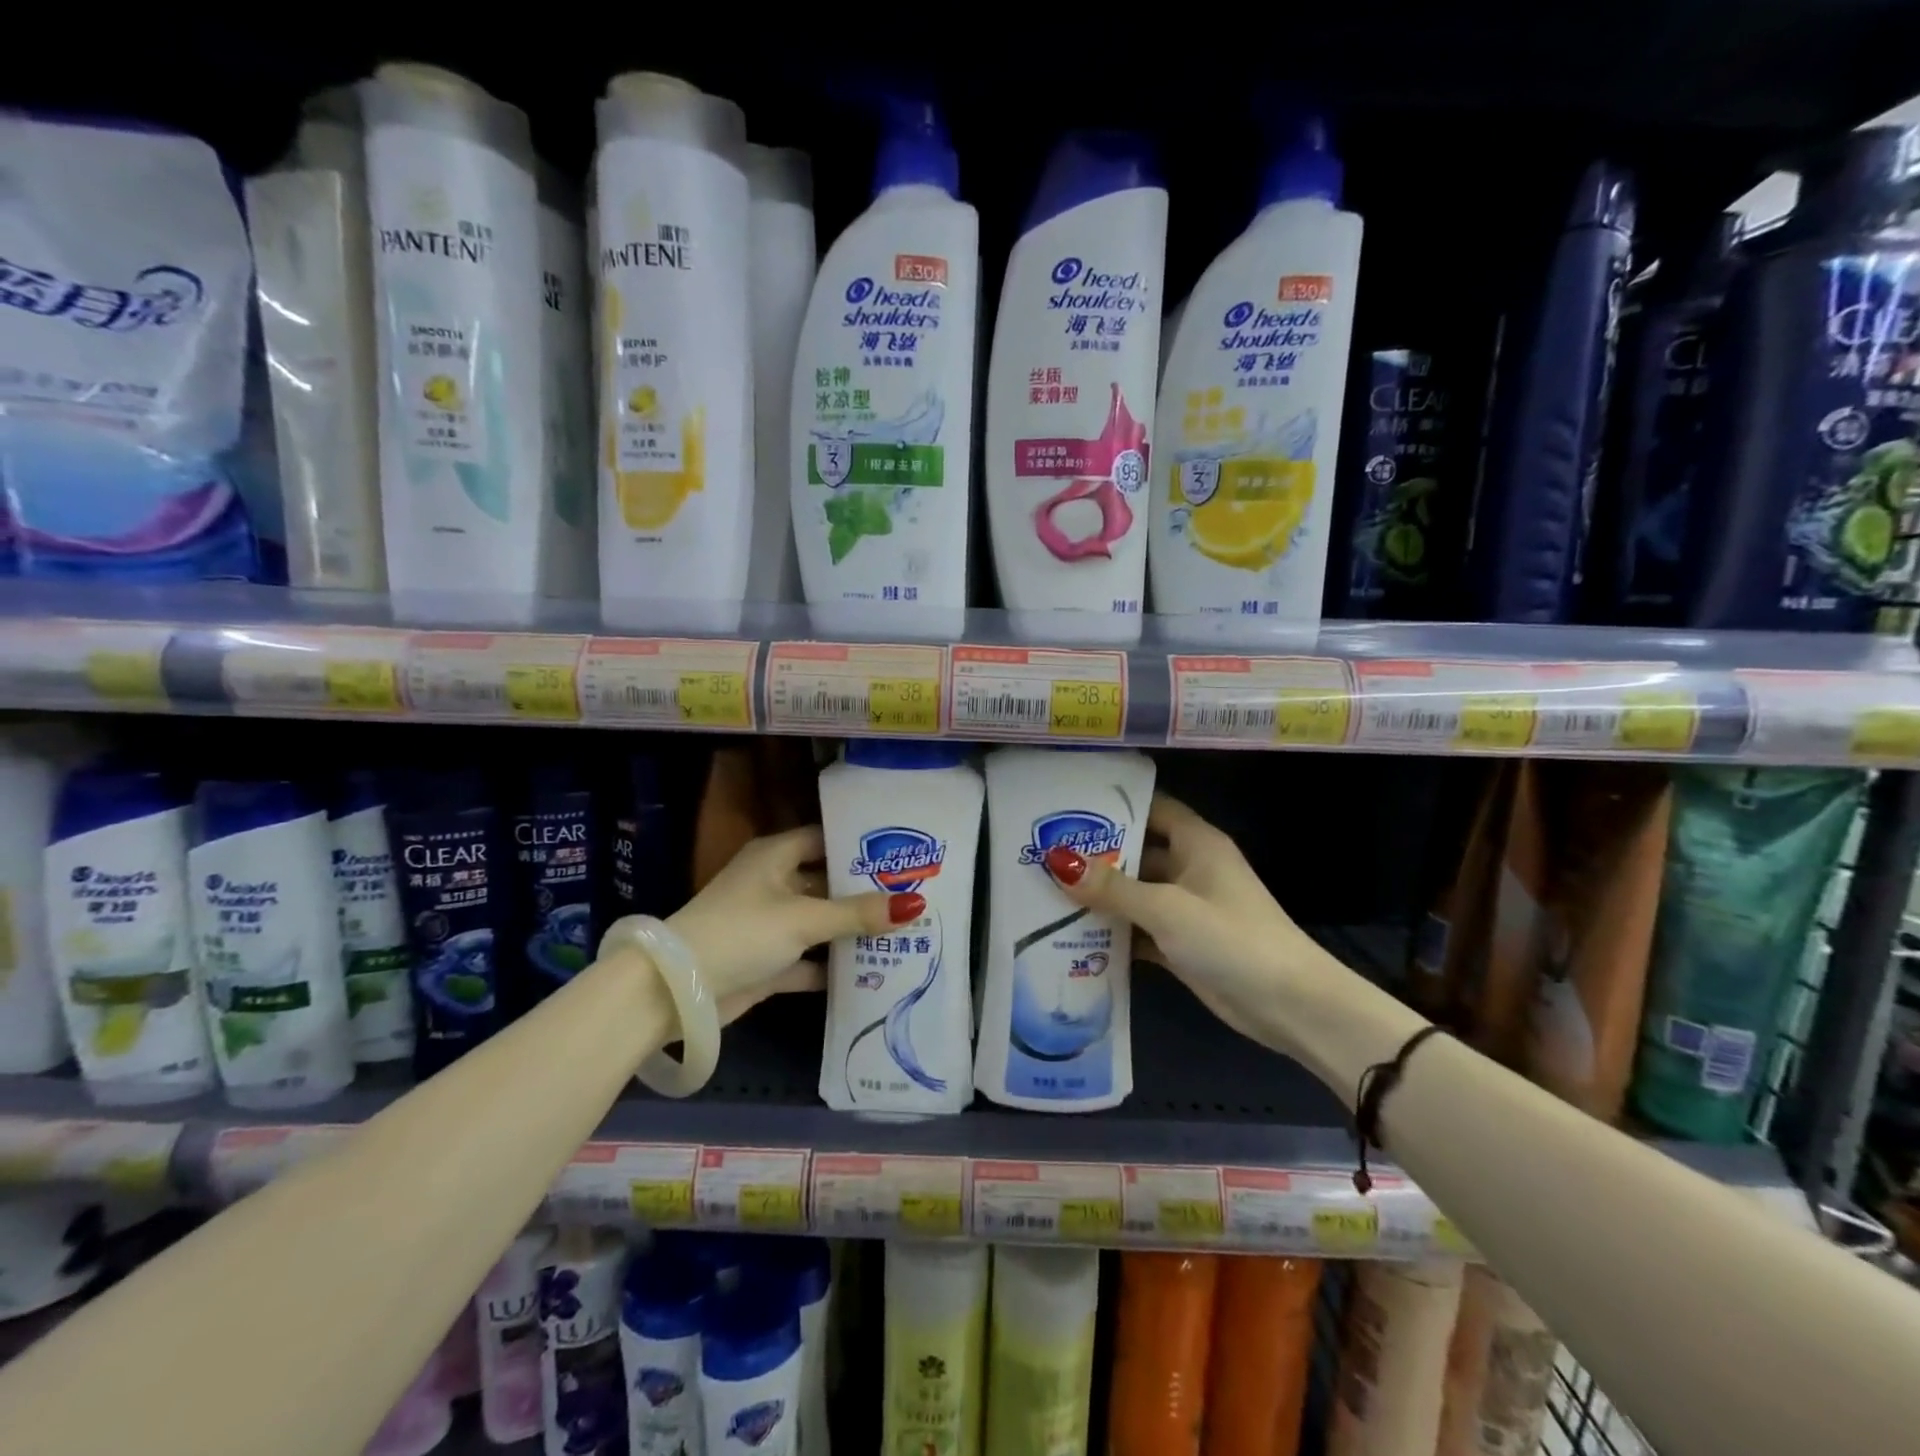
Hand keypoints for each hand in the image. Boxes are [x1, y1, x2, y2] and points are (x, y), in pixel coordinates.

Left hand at [666, 825, 921, 1023]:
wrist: (678, 990)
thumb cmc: (742, 932)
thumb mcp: (804, 918)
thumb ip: (858, 913)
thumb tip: (915, 904)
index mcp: (775, 856)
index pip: (824, 838)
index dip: (859, 844)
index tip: (901, 851)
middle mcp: (772, 884)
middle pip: (826, 881)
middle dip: (864, 891)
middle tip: (914, 892)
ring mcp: (768, 924)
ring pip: (819, 921)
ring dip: (851, 930)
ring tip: (904, 931)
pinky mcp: (766, 961)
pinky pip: (808, 958)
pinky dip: (832, 966)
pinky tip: (872, 971)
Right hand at [1042, 794, 1325, 1051]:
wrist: (1290, 1006)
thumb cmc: (1231, 938)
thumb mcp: (1166, 908)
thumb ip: (1112, 887)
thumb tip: (1056, 860)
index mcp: (1196, 843)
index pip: (1151, 806)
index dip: (1113, 804)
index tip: (1066, 805)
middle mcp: (1190, 868)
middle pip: (1136, 851)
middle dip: (1094, 853)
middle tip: (1040, 851)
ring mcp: (1186, 907)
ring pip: (1134, 892)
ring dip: (1099, 896)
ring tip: (1045, 891)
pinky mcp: (1181, 943)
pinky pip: (1139, 928)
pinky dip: (1113, 932)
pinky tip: (1071, 935)